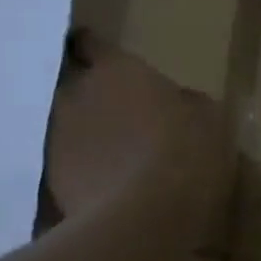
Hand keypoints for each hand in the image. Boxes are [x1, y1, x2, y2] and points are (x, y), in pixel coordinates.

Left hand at [40, 32, 230, 227]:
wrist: (146, 216)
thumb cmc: (186, 154)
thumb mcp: (208, 120)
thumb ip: (186, 102)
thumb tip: (180, 101)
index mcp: (116, 70)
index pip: (92, 44)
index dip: (99, 53)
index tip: (110, 66)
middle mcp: (77, 94)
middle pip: (76, 86)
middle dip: (94, 98)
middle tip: (122, 118)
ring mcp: (57, 137)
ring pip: (69, 127)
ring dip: (88, 137)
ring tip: (117, 160)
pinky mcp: (52, 178)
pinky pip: (68, 166)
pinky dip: (84, 172)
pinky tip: (110, 191)